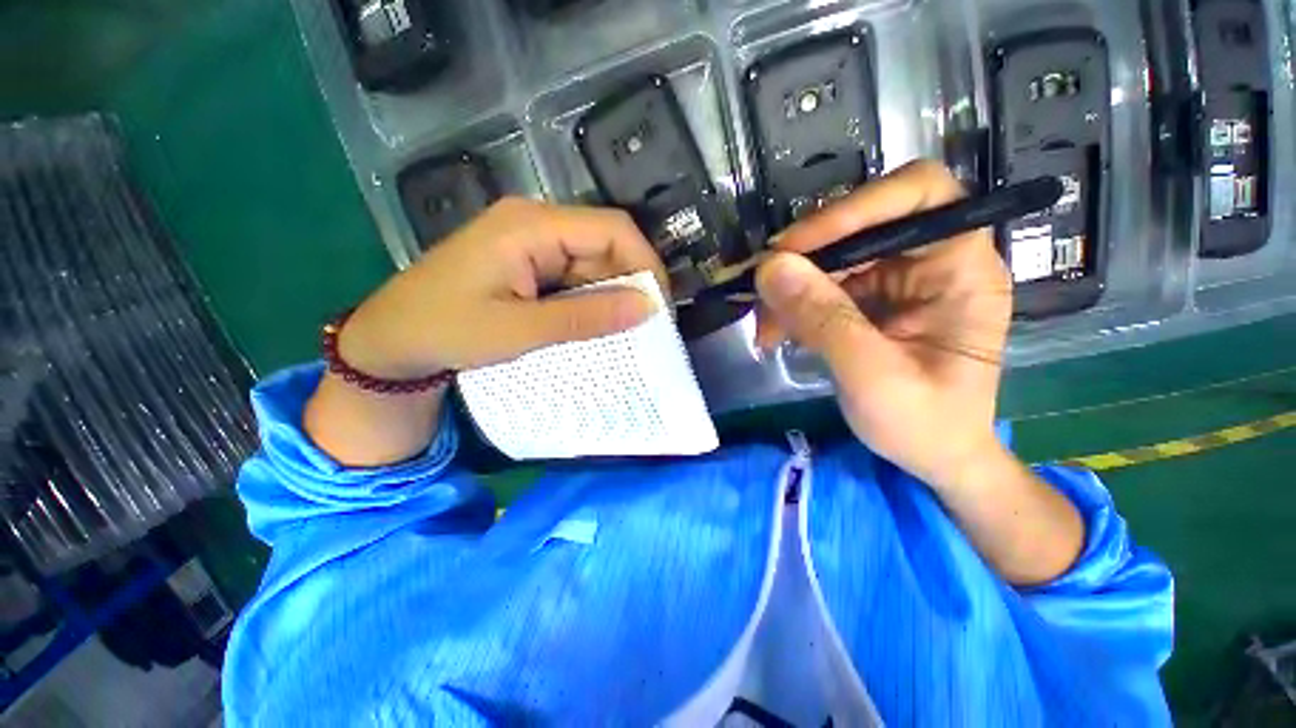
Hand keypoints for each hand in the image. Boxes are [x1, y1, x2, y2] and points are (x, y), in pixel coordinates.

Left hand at [338, 198, 668, 378]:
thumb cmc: (445, 330)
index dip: (645, 264)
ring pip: (592, 262)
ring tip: (626, 332)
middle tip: (646, 328)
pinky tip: (597, 325)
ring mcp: (531, 242)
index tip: (660, 308)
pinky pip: (574, 276)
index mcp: (531, 225)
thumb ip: (586, 317)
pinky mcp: (528, 262)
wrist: (390, 341)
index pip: (612, 230)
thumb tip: (648, 308)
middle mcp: (536, 223)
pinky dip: (591, 300)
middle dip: (631, 284)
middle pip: (605, 244)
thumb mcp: (519, 330)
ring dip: (612, 296)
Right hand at [754, 160, 1012, 489]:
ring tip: (766, 329)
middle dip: (805, 260)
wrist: (932, 457)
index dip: (854, 208)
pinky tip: (777, 333)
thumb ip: (823, 320)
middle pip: (861, 226)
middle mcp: (932, 261)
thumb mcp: (872, 377)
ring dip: (790, 289)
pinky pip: (821, 286)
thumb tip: (770, 268)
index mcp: (962, 268)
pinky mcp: (870, 300)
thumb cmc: (924, 425)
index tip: (793, 249)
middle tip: (762, 293)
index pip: (918, 195)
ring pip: (831, 258)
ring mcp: (898, 280)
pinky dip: (792, 306)